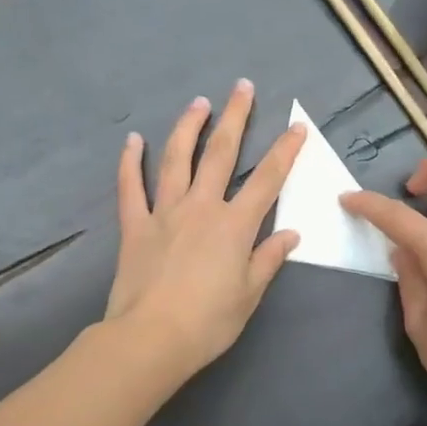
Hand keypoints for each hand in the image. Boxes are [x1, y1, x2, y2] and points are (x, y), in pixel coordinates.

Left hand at [105, 81, 305, 381]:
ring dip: (188, 127)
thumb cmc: (209, 322)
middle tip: (242, 87)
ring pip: (177, 159)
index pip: (268, 180)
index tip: (296, 127)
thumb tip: (290, 234)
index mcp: (235, 225)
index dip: (285, 151)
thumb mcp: (250, 294)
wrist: (152, 338)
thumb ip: (268, 259)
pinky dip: (130, 162)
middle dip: (236, 118)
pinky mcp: (135, 225)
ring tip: (198, 103)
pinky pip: (131, 187)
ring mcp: (165, 212)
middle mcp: (202, 207)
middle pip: (222, 154)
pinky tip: (133, 140)